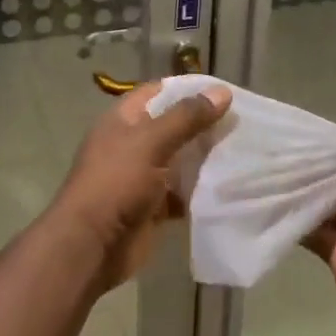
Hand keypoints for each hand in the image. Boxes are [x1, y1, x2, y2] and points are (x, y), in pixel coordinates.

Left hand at [51, 80, 231, 289]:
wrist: (92, 246)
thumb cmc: (116, 183)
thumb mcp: (151, 142)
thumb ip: (186, 117)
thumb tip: (222, 92)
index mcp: (123, 120)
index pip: (158, 92)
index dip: (188, 89)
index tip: (224, 93)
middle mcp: (132, 144)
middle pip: (173, 127)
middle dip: (204, 125)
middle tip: (242, 124)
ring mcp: (142, 177)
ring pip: (180, 160)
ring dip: (206, 159)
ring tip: (244, 152)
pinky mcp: (152, 206)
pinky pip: (182, 192)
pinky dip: (201, 191)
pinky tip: (229, 187)